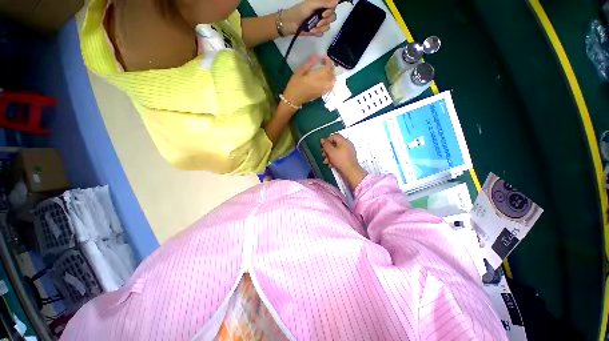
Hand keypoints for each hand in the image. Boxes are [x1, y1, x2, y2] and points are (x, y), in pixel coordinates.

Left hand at [283, 0, 338, 36]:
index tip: (324, 13)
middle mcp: (322, 12)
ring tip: (313, 27)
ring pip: (328, 26)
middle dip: (326, 20)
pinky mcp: (317, 31)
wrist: (291, 24)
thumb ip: (324, 2)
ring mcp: (320, 22)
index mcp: (322, 4)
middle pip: (332, 17)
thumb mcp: (312, 4)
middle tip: (319, 21)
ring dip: (321, 27)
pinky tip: (312, 31)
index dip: (331, 10)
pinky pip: (322, 33)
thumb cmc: (300, 11)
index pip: (333, 6)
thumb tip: (337, 2)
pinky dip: (317, 32)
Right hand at [283, 55, 335, 106]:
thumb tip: (319, 56)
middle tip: (326, 63)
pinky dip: (330, 82)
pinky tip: (326, 79)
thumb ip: (310, 63)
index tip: (324, 58)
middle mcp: (321, 84)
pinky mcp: (321, 94)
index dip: (328, 61)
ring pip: (332, 82)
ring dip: (332, 75)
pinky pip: (329, 87)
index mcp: (316, 77)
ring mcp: (322, 90)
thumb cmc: (294, 85)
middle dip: (331, 68)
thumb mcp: (300, 71)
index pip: (328, 68)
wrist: (293, 99)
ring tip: (327, 71)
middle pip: (332, 75)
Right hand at [321, 134, 367, 188]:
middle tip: (323, 155)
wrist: (351, 171)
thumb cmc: (340, 160)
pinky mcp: (348, 157)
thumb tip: (322, 139)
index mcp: (343, 141)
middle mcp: (347, 144)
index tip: (322, 147)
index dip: (326, 141)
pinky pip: (339, 156)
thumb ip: (325, 145)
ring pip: (336, 151)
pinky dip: (334, 159)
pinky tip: (330, 165)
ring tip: (326, 162)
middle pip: (334, 144)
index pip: (333, 136)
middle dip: (327, 150)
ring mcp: (348, 151)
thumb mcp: (331, 152)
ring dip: (329, 156)